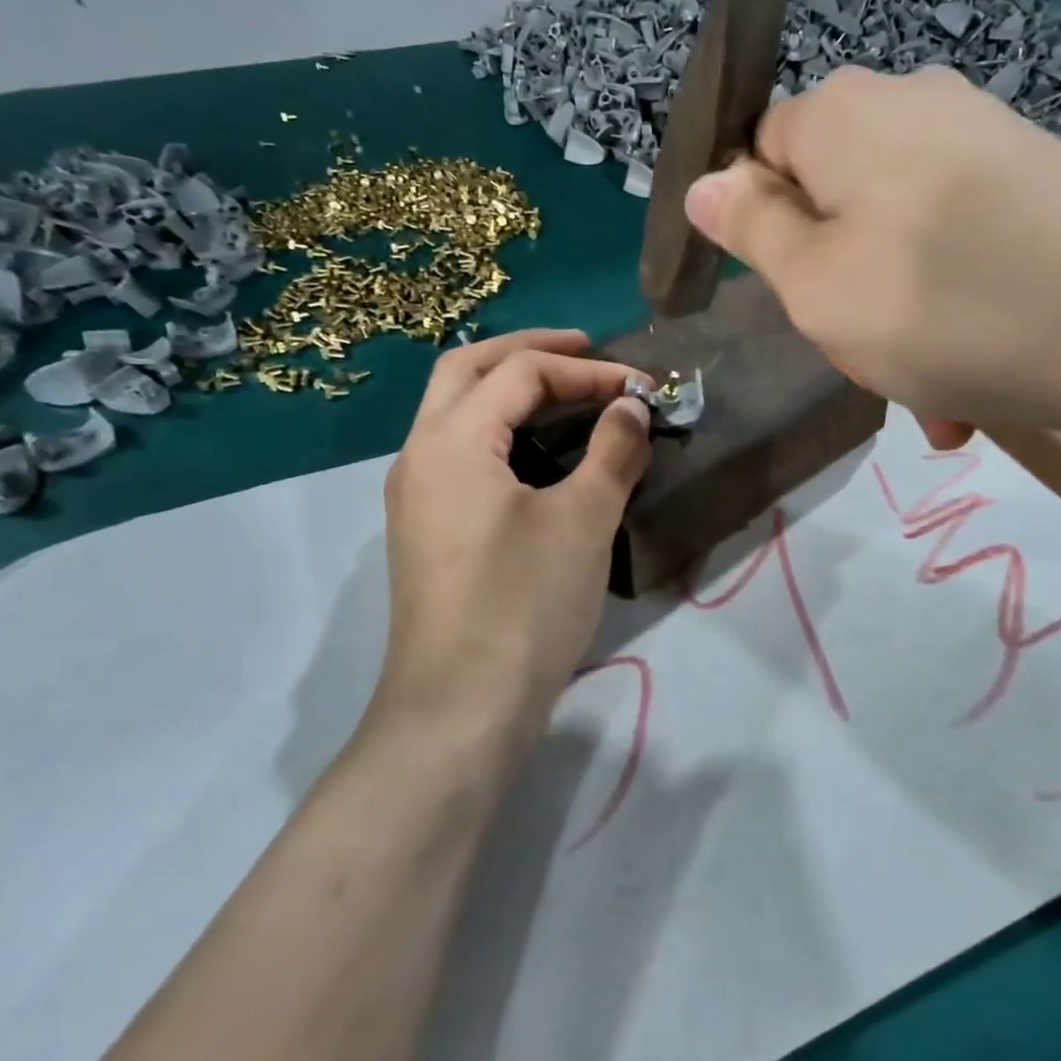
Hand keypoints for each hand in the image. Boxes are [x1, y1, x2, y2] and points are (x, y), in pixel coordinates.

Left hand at [374, 330, 650, 751]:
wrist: (460, 710)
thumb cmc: (523, 604)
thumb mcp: (584, 520)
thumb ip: (612, 451)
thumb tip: (631, 407)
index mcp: (450, 440)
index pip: (519, 372)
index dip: (586, 370)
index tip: (642, 387)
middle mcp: (420, 456)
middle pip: (468, 371)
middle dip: (530, 351)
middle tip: (588, 350)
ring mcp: (418, 496)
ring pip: (458, 413)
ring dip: (511, 389)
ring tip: (569, 393)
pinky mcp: (429, 531)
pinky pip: (462, 454)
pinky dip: (503, 433)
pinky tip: (542, 454)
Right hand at [683, 65, 1060, 447]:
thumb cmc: (939, 305)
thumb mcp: (815, 284)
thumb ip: (752, 231)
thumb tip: (706, 184)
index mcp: (841, 115)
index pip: (761, 151)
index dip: (760, 225)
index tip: (790, 294)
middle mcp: (911, 104)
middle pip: (836, 200)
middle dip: (839, 285)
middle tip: (865, 357)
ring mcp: (982, 139)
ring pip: (900, 239)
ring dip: (900, 320)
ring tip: (933, 395)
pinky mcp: (1037, 179)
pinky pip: (961, 249)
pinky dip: (954, 310)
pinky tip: (977, 382)